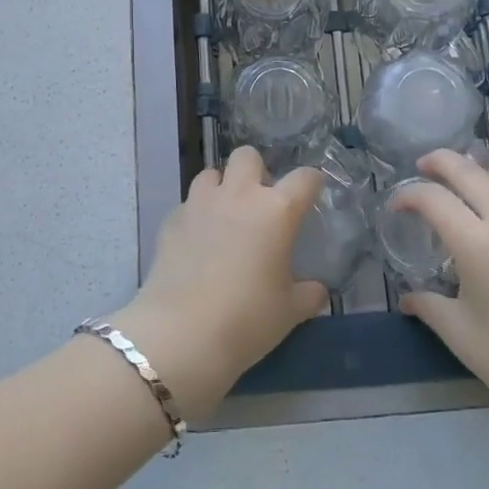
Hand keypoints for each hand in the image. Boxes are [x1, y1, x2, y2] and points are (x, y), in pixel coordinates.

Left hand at [113, 146, 327, 422]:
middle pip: (247, 156)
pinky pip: (188, 204)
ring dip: (221, 187)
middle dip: (255, 171)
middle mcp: (238, 196)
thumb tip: (317, 290)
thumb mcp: (289, 312)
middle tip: (259, 202)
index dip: (312, 182)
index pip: (304, 178)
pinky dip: (196, 215)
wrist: (181, 333)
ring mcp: (200, 204)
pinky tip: (197, 242)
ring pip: (211, 174)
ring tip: (224, 216)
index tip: (312, 193)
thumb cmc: (246, 319)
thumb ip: (308, 294)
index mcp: (276, 211)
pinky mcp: (171, 220)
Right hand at [391, 150, 488, 455]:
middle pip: (471, 172)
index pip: (434, 200)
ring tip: (482, 180)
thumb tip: (408, 298)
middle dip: (442, 161)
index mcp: (478, 245)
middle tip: (424, 165)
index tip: (397, 206)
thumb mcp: (461, 334)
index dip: (409, 195)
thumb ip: (429, 306)